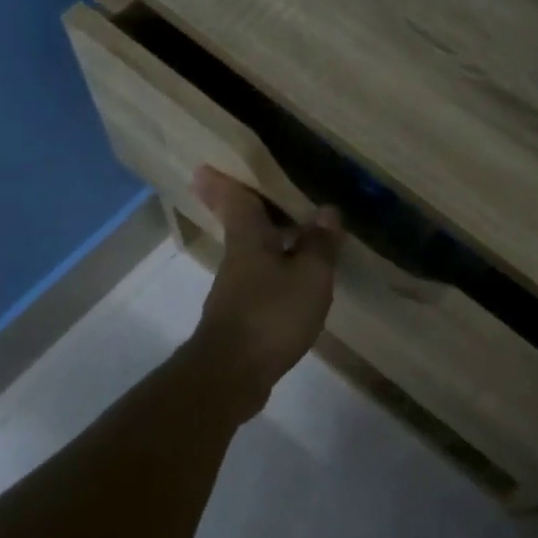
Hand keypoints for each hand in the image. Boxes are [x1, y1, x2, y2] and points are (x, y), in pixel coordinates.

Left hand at [186, 167, 341, 414]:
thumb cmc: (271, 315)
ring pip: (252, 252)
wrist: (233, 373)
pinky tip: (296, 279)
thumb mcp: (309, 277)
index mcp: (249, 238)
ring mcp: (235, 289)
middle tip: (269, 192)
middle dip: (250, 207)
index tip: (210, 163)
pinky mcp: (240, 317)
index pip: (235, 198)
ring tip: (297, 231)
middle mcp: (237, 258)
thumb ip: (319, 244)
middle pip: (241, 224)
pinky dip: (276, 270)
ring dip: (269, 239)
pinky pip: (260, 280)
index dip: (226, 179)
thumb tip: (327, 211)